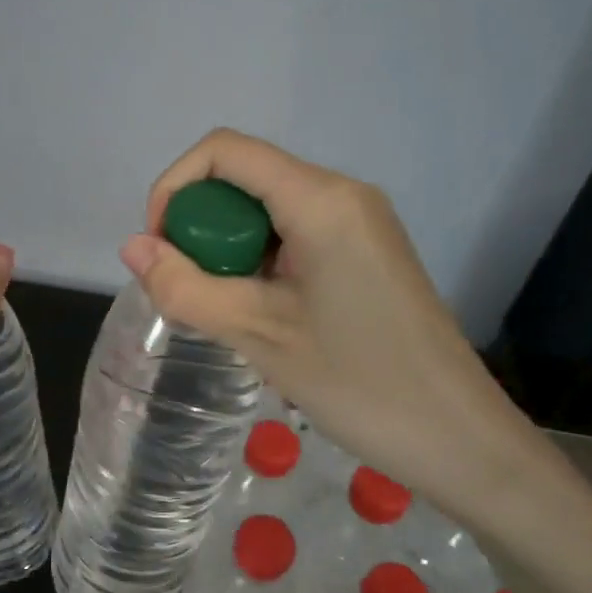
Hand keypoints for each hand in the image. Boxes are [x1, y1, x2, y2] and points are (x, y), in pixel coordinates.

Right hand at [119, 130, 552, 524]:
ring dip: (228, 248)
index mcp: (320, 200)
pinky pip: (294, 233)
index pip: (225, 152)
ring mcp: (359, 222)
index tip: (162, 250)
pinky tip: (258, 311)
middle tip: (192, 291)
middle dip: (200, 225)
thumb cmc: (360, 385)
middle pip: (244, 177)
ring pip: (266, 208)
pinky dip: (258, 260)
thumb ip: (186, 287)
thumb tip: (131, 249)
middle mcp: (342, 194)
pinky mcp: (366, 251)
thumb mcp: (258, 336)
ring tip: (224, 309)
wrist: (460, 440)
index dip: (175, 187)